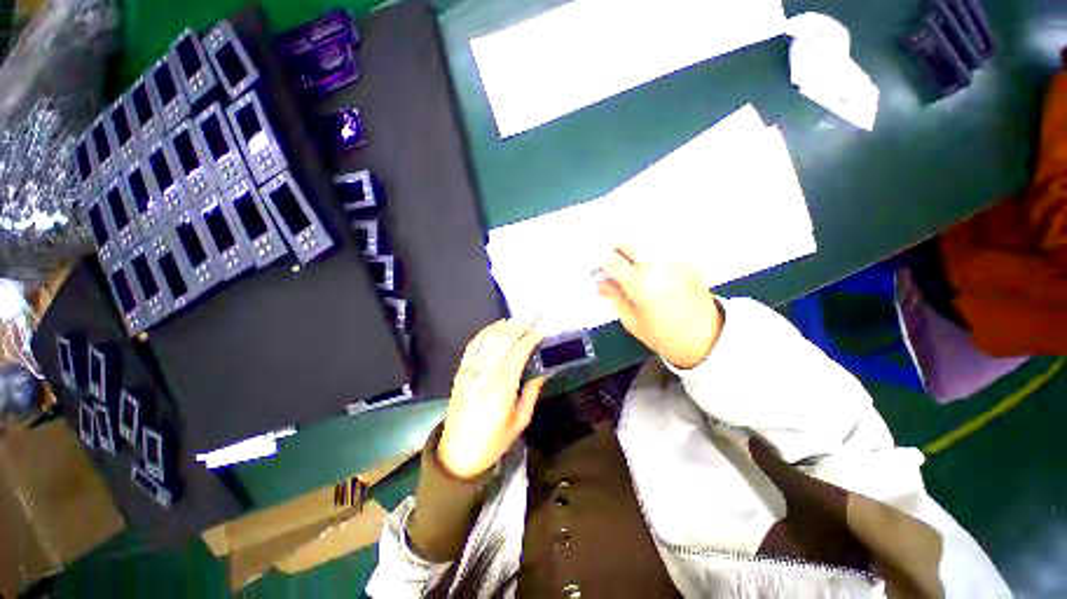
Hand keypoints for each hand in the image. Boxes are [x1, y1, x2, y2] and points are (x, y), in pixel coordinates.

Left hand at [437, 319, 546, 479]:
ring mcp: (468, 371)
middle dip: (521, 323)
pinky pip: (473, 345)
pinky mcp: (460, 371)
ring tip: (520, 317)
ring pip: (488, 338)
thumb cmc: (493, 442)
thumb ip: (532, 391)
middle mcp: (483, 375)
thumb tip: (545, 369)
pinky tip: (497, 326)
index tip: (543, 331)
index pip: (518, 353)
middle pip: (503, 340)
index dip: (531, 338)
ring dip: (505, 325)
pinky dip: (486, 331)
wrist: (457, 455)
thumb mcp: (520, 421)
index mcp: (500, 390)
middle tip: (536, 314)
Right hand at [598, 245, 722, 368]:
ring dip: (631, 252)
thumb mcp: (632, 321)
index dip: (599, 263)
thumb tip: (599, 283)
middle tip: (610, 265)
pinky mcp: (685, 262)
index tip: (595, 272)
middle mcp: (657, 265)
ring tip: (628, 270)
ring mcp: (674, 261)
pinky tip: (648, 275)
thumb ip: (614, 297)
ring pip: (644, 243)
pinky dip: (647, 257)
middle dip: (614, 249)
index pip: (612, 260)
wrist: (708, 339)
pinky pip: (659, 251)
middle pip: (628, 241)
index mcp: (641, 283)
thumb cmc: (664, 336)